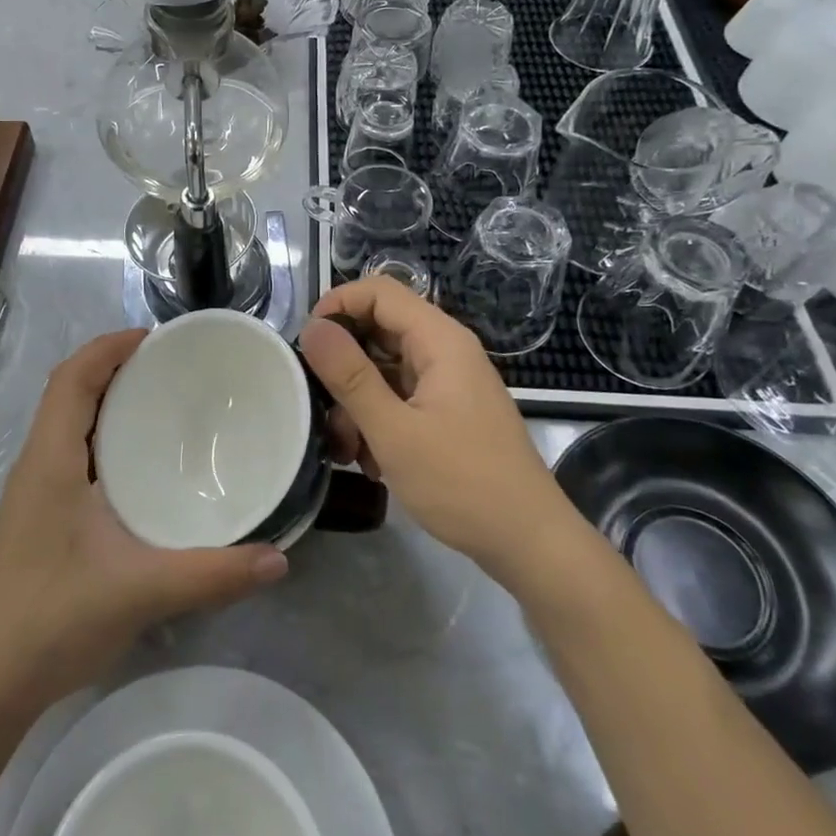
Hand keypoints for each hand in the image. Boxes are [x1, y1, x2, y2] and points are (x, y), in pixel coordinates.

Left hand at [0, 330, 288, 707]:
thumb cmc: (54, 620)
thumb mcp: (141, 591)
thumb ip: (212, 574)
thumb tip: (278, 558)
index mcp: (50, 460)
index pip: (72, 378)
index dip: (108, 347)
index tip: (156, 338)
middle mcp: (36, 464)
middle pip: (69, 391)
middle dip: (113, 366)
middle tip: (170, 367)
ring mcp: (33, 491)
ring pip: (66, 422)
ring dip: (105, 400)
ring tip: (159, 402)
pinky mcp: (38, 515)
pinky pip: (69, 452)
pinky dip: (101, 435)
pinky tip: (137, 465)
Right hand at [299, 278, 574, 578]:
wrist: (529, 543)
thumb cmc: (462, 483)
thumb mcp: (393, 431)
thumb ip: (350, 376)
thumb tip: (312, 327)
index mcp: (439, 340)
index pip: (379, 291)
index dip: (338, 305)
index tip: (306, 343)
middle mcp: (445, 350)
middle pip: (378, 329)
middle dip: (343, 365)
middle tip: (319, 404)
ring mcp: (448, 382)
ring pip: (384, 368)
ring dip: (357, 401)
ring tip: (346, 449)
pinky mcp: (447, 411)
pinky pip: (400, 396)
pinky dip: (378, 419)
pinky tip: (370, 461)